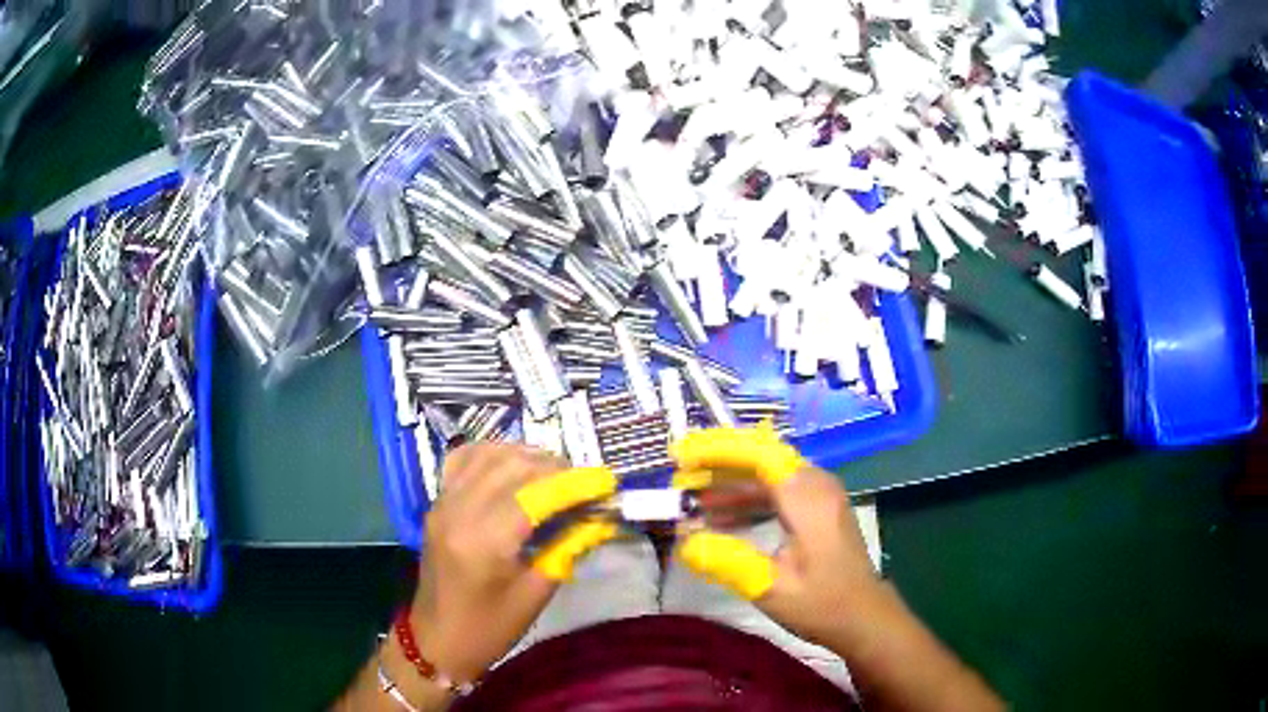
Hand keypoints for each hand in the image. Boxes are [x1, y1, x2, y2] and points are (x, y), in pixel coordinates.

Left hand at [407, 443, 615, 682]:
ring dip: (526, 455)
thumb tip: (600, 519)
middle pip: (513, 466)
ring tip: (556, 471)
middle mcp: (459, 511)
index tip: (606, 482)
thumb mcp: (535, 595)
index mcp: (484, 541)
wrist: (437, 638)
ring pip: (488, 455)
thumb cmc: (489, 627)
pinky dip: (492, 452)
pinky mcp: (437, 503)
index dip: (574, 483)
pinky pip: (463, 460)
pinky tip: (512, 462)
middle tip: (585, 483)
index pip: (534, 494)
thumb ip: (567, 549)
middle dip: (555, 467)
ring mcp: (443, 502)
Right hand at [671, 427, 884, 650]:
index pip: (758, 454)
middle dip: (718, 466)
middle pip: (761, 458)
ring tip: (693, 500)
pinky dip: (748, 499)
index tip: (682, 457)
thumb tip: (683, 539)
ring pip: (768, 474)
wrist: (863, 616)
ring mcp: (820, 493)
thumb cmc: (821, 603)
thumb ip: (726, 558)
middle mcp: (816, 484)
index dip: (717, 450)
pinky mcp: (819, 507)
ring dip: (730, 484)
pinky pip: (778, 490)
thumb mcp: (770, 587)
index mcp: (807, 498)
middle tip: (681, 479)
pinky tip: (721, 518)